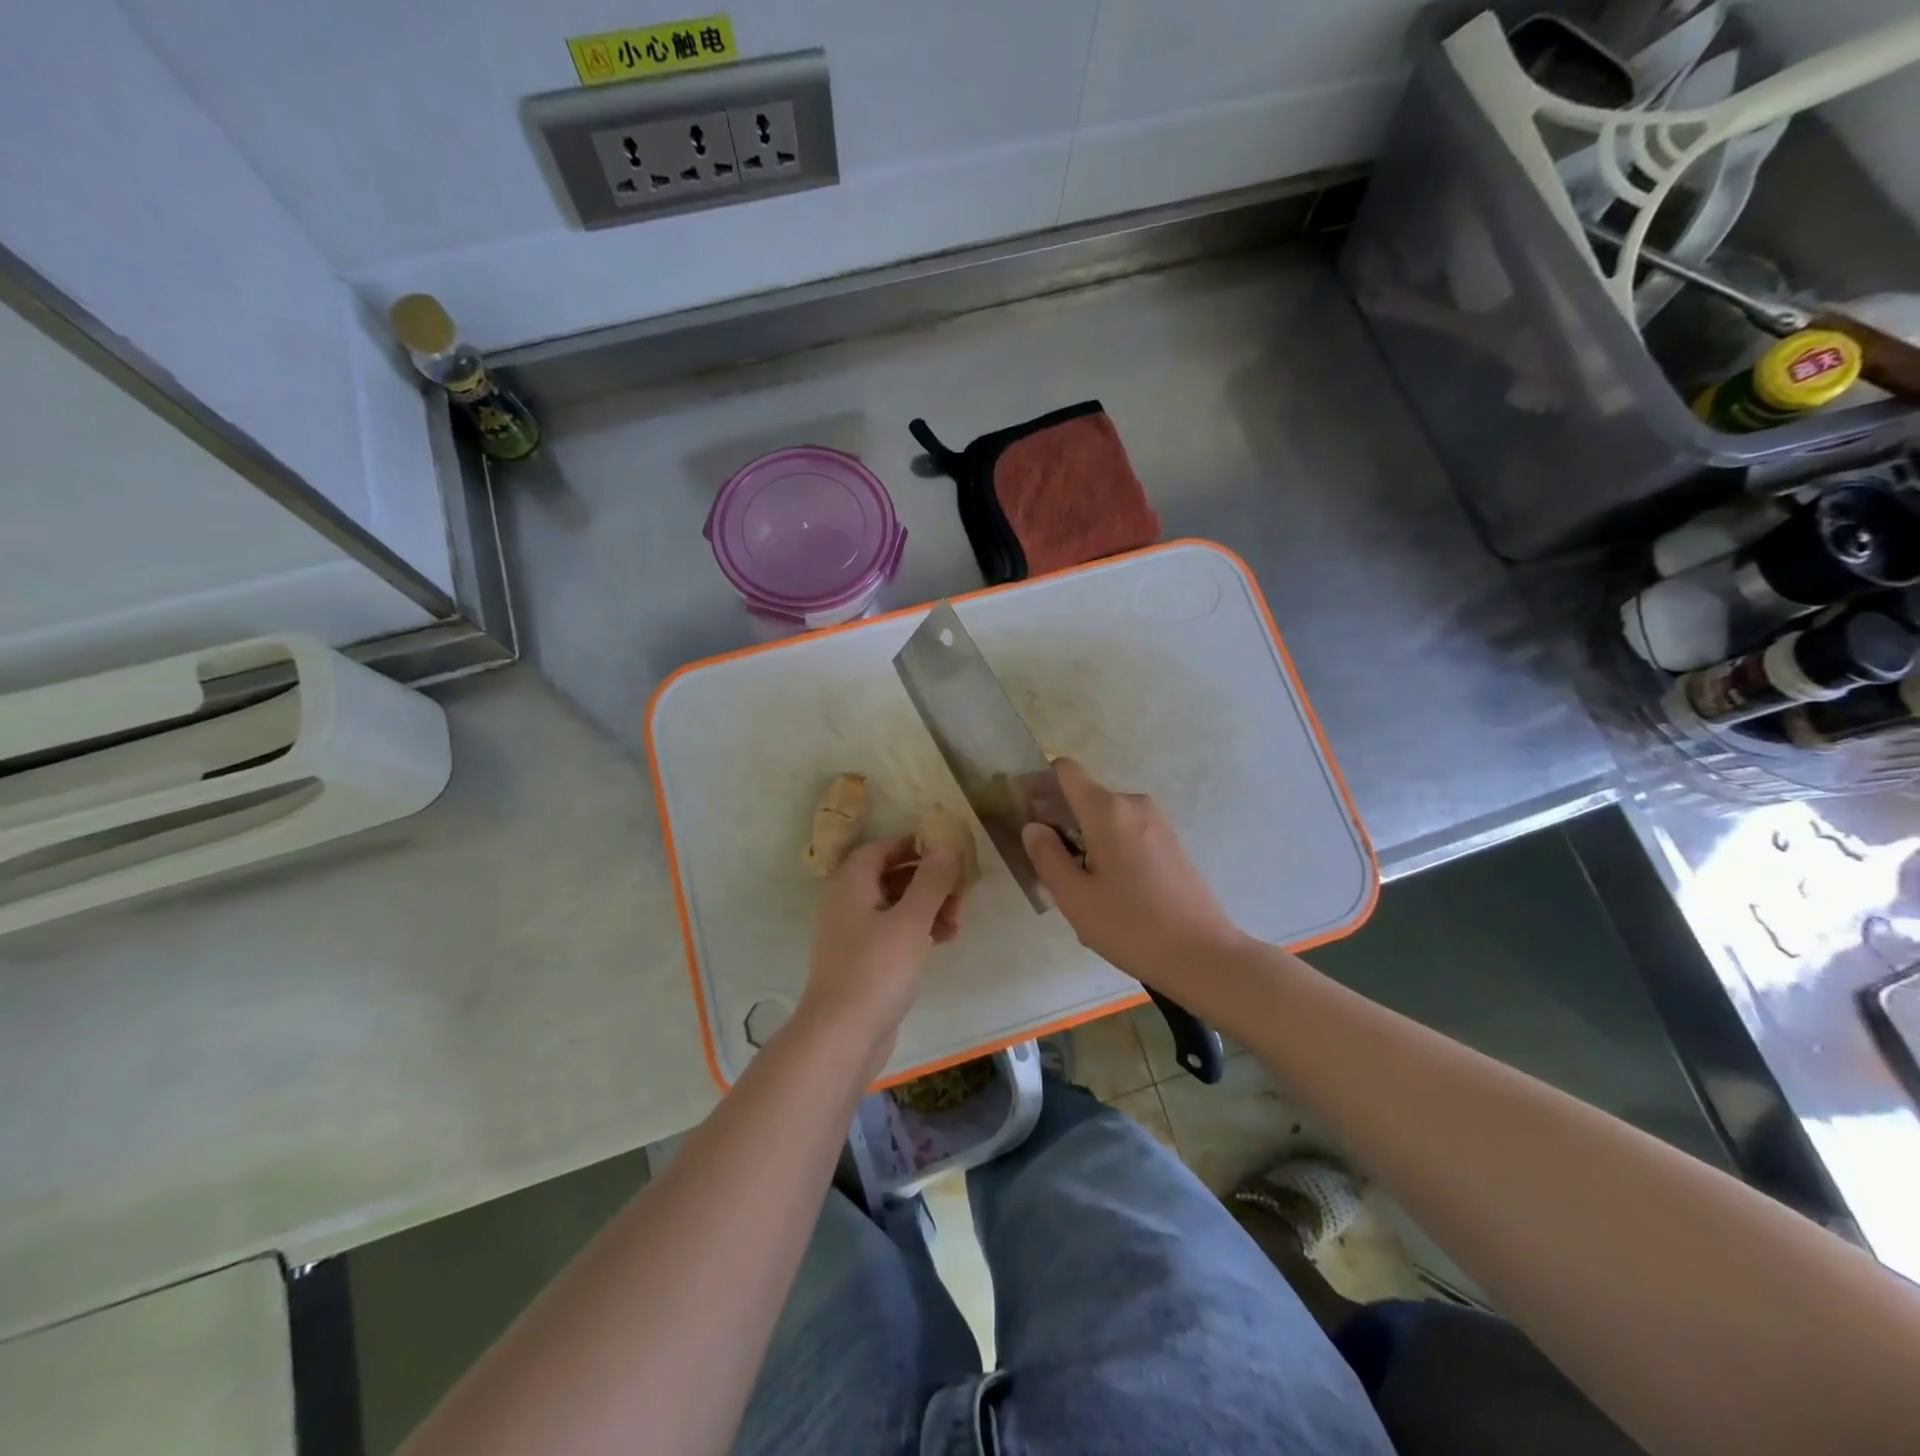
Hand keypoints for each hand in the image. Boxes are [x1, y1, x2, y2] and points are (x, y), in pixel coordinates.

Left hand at [799, 836, 962, 1066]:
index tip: (946, 850)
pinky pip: (894, 934)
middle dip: (928, 881)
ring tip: (958, 922)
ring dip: (928, 908)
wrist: (843, 1035)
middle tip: (960, 892)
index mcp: (851, 884)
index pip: (881, 849)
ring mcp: (853, 935)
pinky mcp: (864, 962)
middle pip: (891, 877)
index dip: (913, 845)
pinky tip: (945, 941)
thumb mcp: (911, 919)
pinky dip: (918, 931)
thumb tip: (945, 845)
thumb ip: (931, 880)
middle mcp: (847, 903)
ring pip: (896, 907)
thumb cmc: (877, 968)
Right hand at [1022, 759, 1247, 991]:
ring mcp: (1157, 822)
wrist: (1203, 955)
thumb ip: (1047, 855)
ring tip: (1079, 889)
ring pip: (1105, 819)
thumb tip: (1033, 827)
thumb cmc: (1131, 926)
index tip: (1026, 814)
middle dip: (1060, 822)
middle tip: (1047, 868)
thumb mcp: (1074, 897)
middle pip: (1084, 797)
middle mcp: (1134, 805)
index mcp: (1108, 810)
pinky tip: (1109, 893)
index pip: (1066, 771)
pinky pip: (1126, 833)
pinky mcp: (1170, 842)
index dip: (1040, 784)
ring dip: (1084, 841)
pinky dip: (1109, 850)